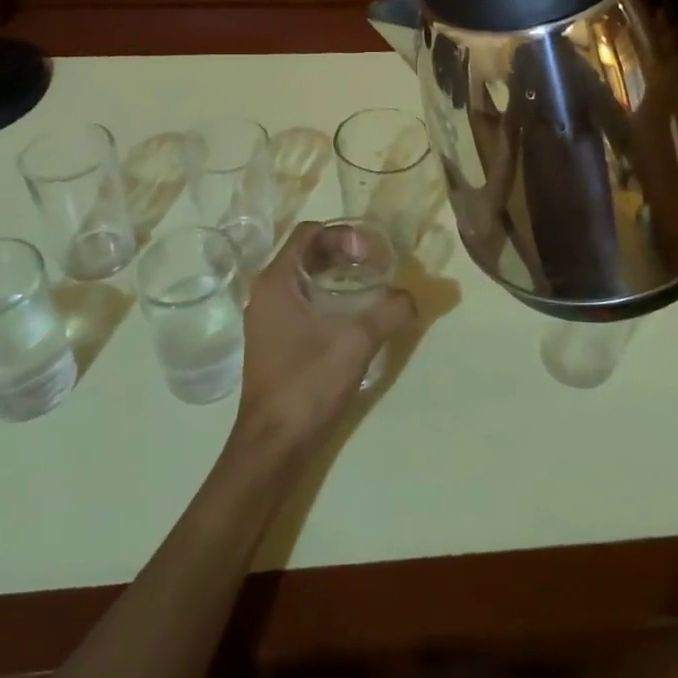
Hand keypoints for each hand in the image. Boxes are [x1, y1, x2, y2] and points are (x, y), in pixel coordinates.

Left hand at [234, 223, 415, 450]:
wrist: (273, 444)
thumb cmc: (308, 382)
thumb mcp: (357, 341)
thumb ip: (389, 311)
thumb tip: (411, 297)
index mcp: (276, 281)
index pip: (308, 233)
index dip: (343, 234)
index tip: (370, 254)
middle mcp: (266, 293)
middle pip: (306, 253)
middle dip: (342, 253)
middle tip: (375, 267)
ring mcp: (267, 319)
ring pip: (304, 279)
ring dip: (336, 276)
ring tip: (370, 288)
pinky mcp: (274, 342)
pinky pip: (301, 302)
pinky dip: (327, 298)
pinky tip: (353, 318)